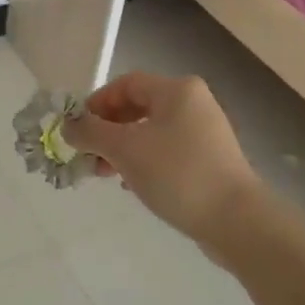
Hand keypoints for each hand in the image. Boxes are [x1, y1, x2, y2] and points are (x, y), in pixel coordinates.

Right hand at [63, 73, 261, 249]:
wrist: (236, 220)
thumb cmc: (177, 173)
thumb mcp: (125, 149)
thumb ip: (91, 133)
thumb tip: (67, 126)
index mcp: (177, 90)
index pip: (126, 83)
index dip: (97, 103)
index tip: (77, 130)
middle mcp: (193, 103)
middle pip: (138, 107)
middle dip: (107, 131)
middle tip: (88, 156)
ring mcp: (205, 133)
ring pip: (151, 132)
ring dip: (122, 149)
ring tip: (104, 174)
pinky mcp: (210, 160)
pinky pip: (167, 152)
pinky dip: (144, 162)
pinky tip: (132, 186)